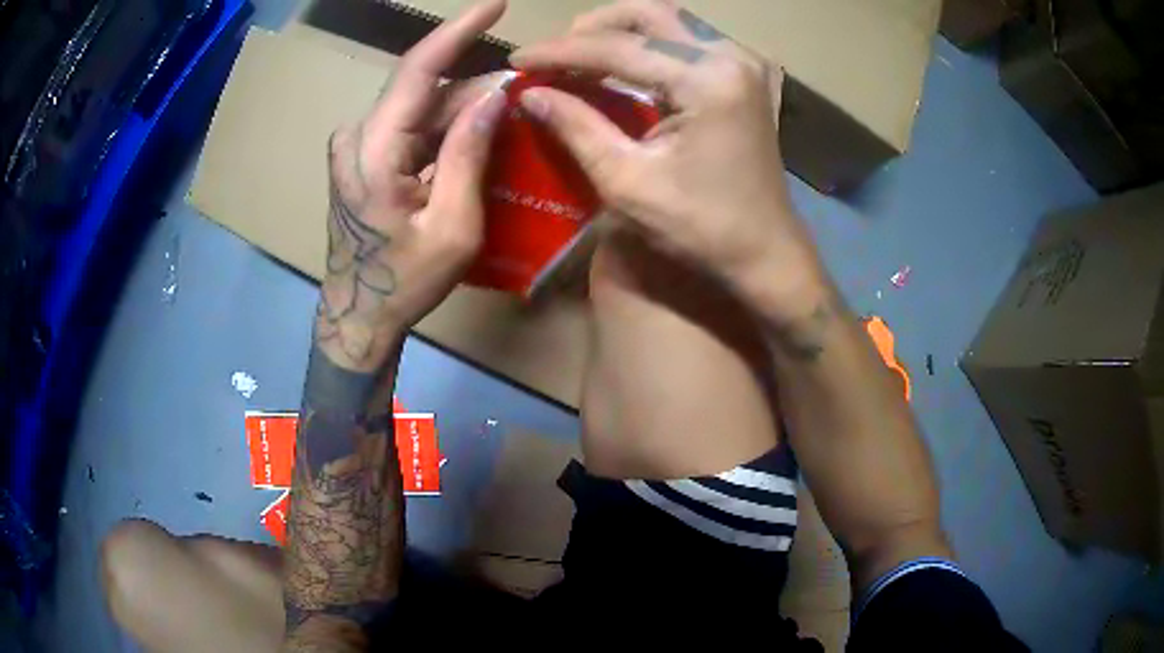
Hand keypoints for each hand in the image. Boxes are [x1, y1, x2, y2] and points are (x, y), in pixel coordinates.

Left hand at [318, 0, 508, 370]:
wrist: (357, 315)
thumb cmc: (403, 282)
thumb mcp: (451, 226)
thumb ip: (469, 155)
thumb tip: (496, 96)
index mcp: (373, 149)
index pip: (417, 69)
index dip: (457, 30)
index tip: (495, 5)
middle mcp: (359, 136)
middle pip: (427, 91)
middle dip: (478, 88)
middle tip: (528, 94)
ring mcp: (357, 146)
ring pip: (422, 110)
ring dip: (465, 111)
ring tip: (510, 120)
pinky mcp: (363, 157)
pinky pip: (412, 129)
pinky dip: (446, 129)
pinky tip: (477, 139)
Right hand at [510, 0, 825, 321]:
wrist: (764, 251)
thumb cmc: (700, 227)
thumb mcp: (627, 181)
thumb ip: (577, 127)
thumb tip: (530, 94)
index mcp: (708, 81)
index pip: (619, 47)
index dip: (561, 51)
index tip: (517, 60)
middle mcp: (730, 57)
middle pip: (650, 13)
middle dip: (593, 28)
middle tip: (554, 55)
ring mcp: (743, 63)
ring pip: (670, 21)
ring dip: (620, 31)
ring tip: (580, 57)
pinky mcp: (745, 76)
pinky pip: (688, 40)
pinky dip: (649, 44)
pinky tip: (622, 64)